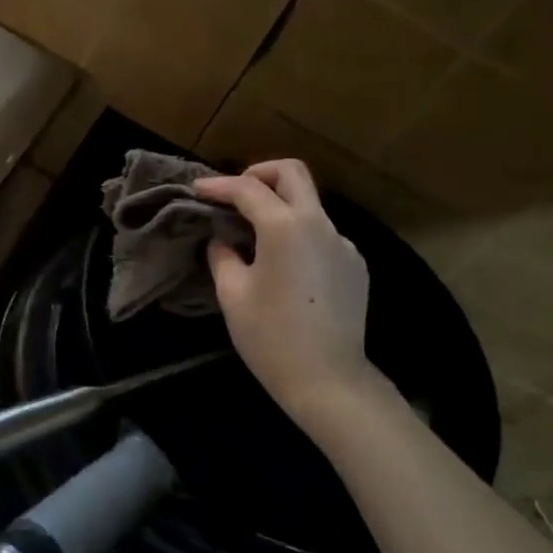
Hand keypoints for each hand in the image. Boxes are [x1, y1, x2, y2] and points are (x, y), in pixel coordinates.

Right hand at [194, 160, 373, 431]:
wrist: (328, 379)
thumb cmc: (270, 337)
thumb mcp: (233, 295)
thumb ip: (223, 256)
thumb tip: (222, 240)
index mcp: (285, 227)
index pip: (248, 189)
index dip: (218, 185)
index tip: (197, 189)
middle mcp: (320, 224)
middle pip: (293, 173)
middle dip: (260, 173)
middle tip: (235, 193)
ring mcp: (343, 244)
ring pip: (309, 205)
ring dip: (280, 207)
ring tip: (254, 236)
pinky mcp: (355, 266)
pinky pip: (322, 236)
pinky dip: (298, 236)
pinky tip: (284, 267)